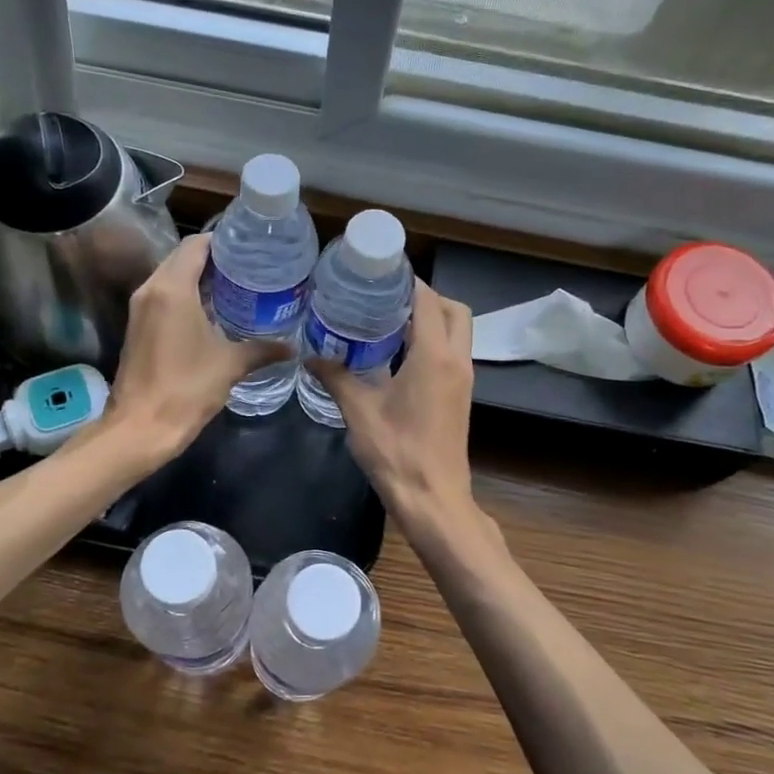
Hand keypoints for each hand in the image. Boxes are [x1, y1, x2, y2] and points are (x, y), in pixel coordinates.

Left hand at [106, 235, 287, 458]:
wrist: (140, 428)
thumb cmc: (186, 388)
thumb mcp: (230, 365)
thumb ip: (262, 350)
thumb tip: (292, 348)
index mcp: (172, 288)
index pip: (196, 246)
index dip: (223, 242)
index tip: (250, 249)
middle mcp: (151, 289)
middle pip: (182, 258)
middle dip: (213, 260)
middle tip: (248, 267)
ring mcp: (140, 308)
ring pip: (170, 277)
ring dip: (198, 278)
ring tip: (235, 287)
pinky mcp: (137, 327)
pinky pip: (163, 296)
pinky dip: (185, 295)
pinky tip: (211, 312)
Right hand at [309, 281, 476, 526]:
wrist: (433, 499)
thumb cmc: (397, 452)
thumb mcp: (359, 412)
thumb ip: (336, 378)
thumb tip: (311, 356)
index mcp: (434, 356)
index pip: (428, 301)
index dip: (408, 282)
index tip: (380, 273)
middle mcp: (456, 361)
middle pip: (454, 310)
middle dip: (426, 297)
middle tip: (387, 299)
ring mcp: (462, 379)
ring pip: (457, 332)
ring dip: (431, 320)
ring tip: (387, 322)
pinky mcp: (459, 396)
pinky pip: (451, 353)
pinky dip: (432, 342)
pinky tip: (396, 356)